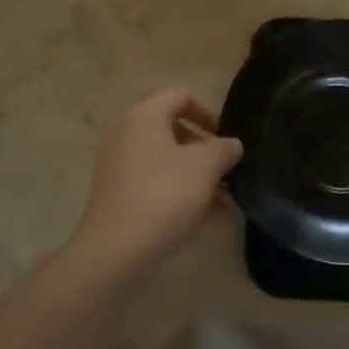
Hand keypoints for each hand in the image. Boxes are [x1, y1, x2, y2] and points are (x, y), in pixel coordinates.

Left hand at [66, 88, 243, 280]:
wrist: (116, 253)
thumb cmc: (163, 196)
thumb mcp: (205, 167)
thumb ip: (224, 149)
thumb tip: (232, 144)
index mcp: (145, 118)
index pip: (181, 96)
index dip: (209, 111)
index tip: (227, 136)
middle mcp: (128, 136)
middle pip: (174, 131)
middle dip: (207, 150)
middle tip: (230, 170)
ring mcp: (121, 169)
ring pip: (168, 163)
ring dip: (199, 177)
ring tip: (229, 200)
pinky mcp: (121, 199)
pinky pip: (158, 187)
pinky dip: (183, 195)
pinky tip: (212, 218)